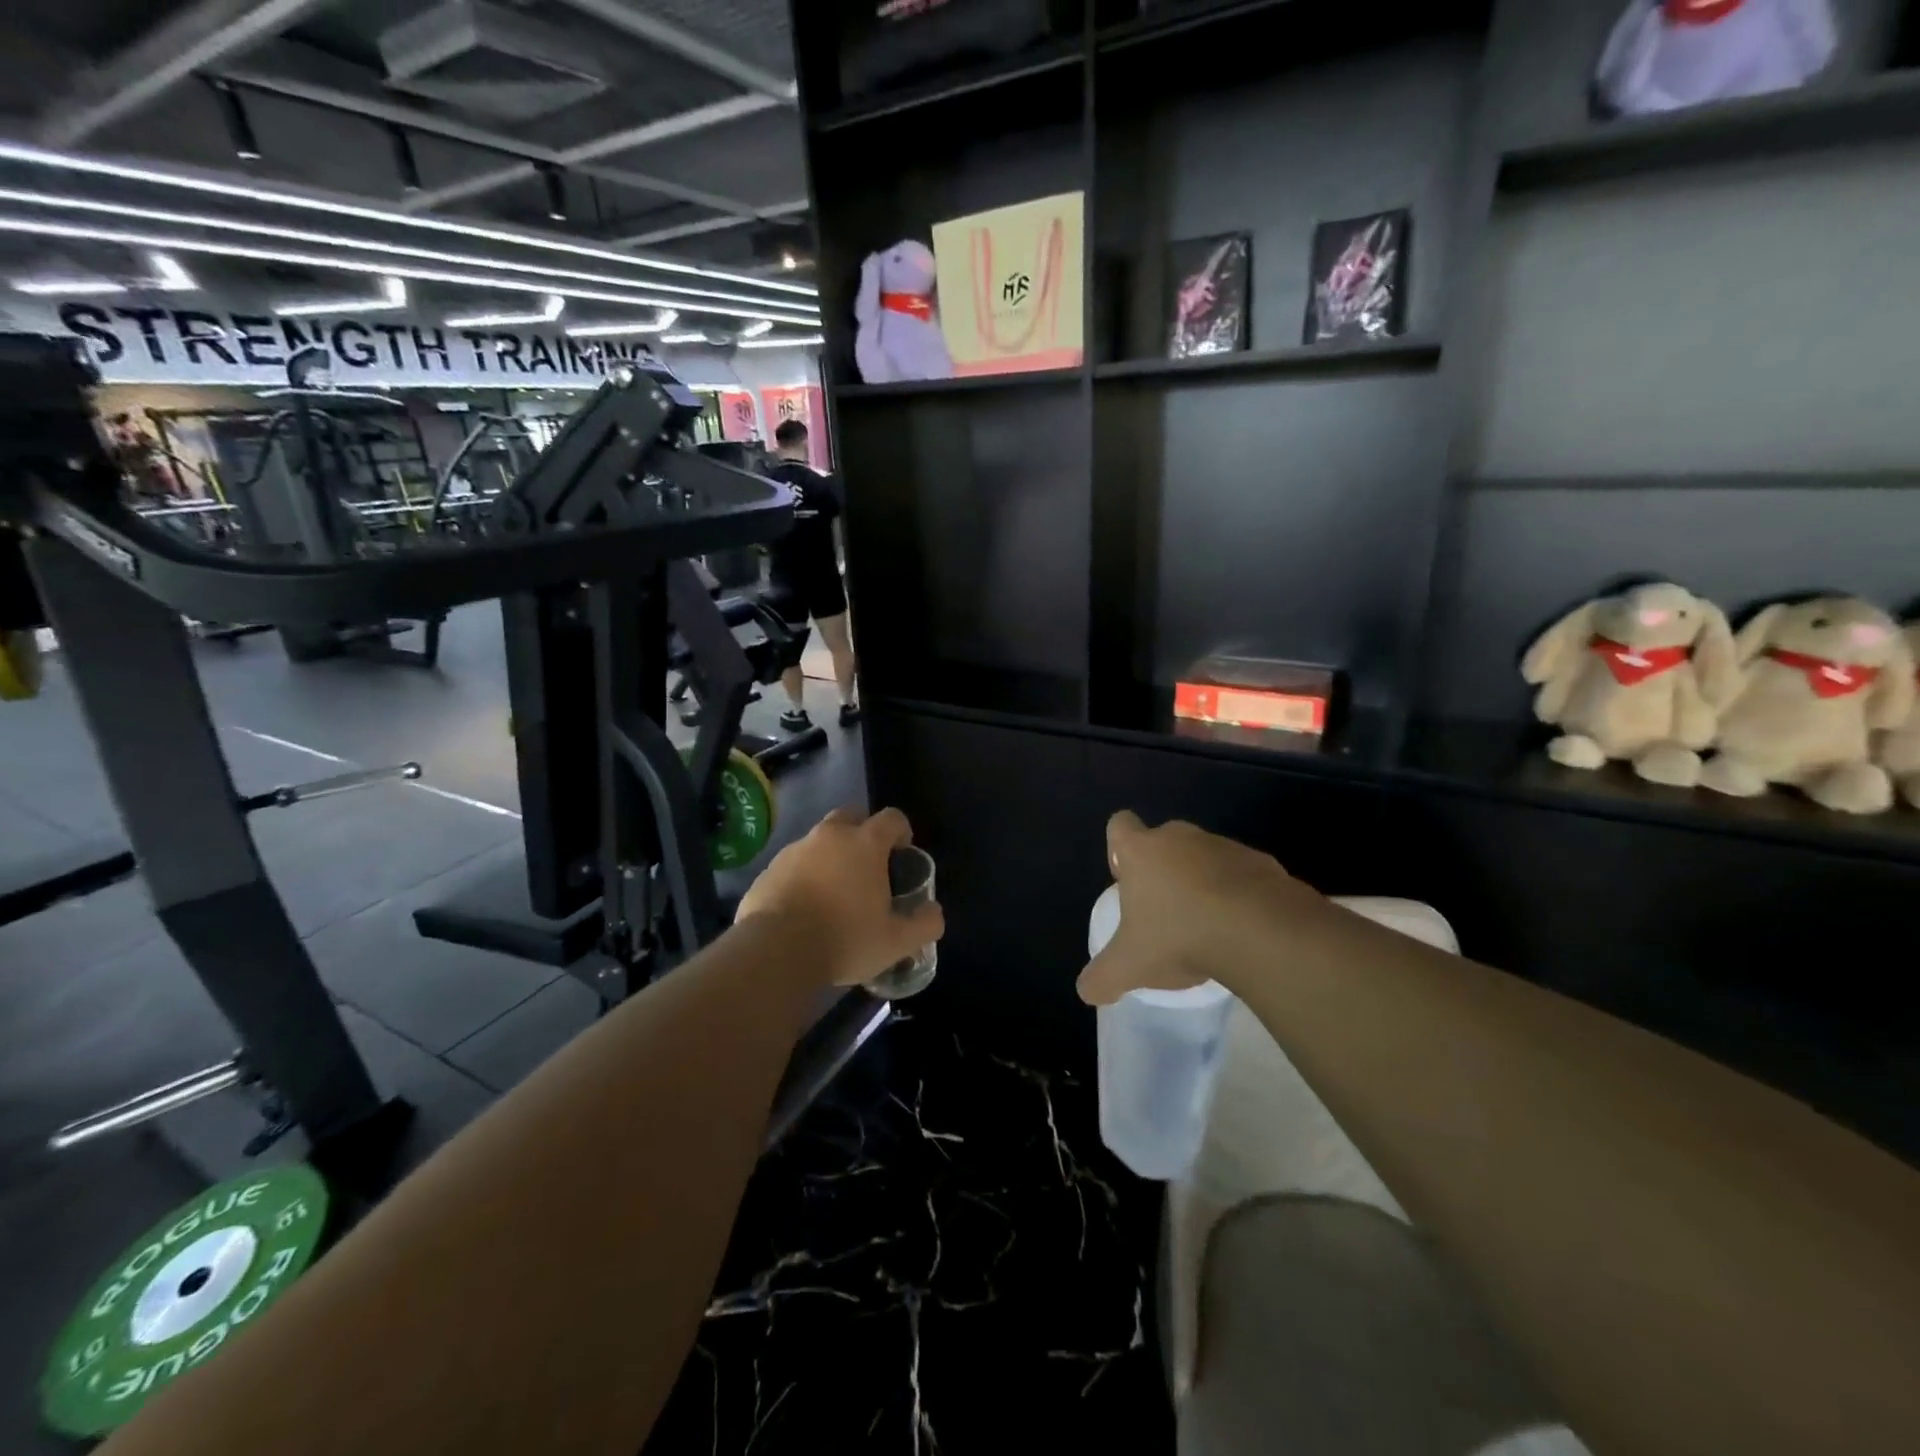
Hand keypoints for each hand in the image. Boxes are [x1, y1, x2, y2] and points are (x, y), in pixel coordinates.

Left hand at [736, 807, 943, 988]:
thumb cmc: (845, 939)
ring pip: (819, 841)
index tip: (902, 853)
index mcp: (865, 843)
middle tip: (868, 866)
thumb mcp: (897, 942)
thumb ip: (924, 923)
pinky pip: (793, 864)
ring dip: (830, 856)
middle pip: (851, 816)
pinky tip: (805, 907)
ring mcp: (795, 850)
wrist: (775, 952)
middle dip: (862, 832)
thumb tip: (934, 911)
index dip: (901, 831)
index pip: (891, 818)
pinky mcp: (768, 869)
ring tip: (834, 892)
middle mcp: (829, 836)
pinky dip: (803, 876)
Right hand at [1077, 811, 1331, 1005]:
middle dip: (1162, 869)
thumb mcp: (1130, 967)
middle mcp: (1180, 838)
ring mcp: (1223, 846)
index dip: (1119, 848)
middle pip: (1163, 841)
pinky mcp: (1261, 862)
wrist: (1260, 932)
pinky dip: (1238, 894)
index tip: (1127, 879)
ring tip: (1207, 925)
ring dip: (1202, 881)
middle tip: (1164, 910)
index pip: (1120, 825)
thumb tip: (1086, 991)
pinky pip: (1241, 874)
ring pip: (1204, 856)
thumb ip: (1103, 977)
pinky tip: (1241, 928)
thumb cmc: (1180, 937)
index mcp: (1141, 851)